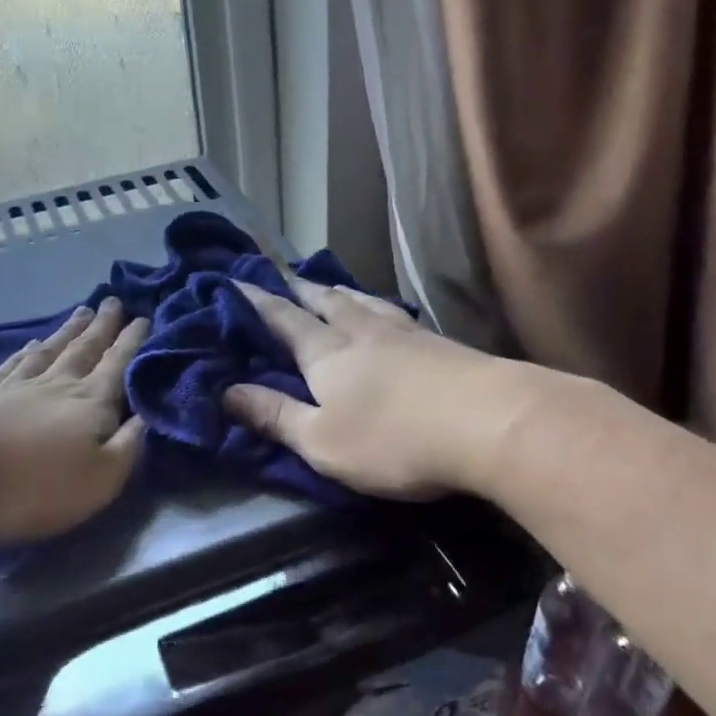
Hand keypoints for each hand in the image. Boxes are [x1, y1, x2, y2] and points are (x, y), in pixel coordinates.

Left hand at [0, 300, 148, 547]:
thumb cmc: (30, 486)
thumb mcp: (99, 480)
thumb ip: (128, 447)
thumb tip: (148, 414)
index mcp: (89, 403)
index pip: (118, 365)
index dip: (133, 342)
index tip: (145, 316)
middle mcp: (55, 385)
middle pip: (84, 349)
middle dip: (103, 327)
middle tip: (113, 301)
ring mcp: (14, 388)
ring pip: (49, 351)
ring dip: (68, 332)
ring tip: (81, 313)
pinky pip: (10, 366)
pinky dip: (23, 352)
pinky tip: (27, 345)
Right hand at [223, 278, 522, 499]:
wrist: (489, 422)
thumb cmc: (393, 438)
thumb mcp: (321, 441)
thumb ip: (275, 416)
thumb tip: (226, 392)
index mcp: (326, 354)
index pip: (283, 320)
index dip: (257, 303)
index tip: (237, 282)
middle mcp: (361, 332)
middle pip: (324, 302)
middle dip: (298, 289)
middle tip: (281, 274)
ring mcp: (404, 333)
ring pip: (361, 302)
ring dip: (338, 291)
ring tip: (327, 285)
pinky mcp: (439, 343)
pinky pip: (393, 313)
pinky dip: (376, 305)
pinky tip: (385, 311)